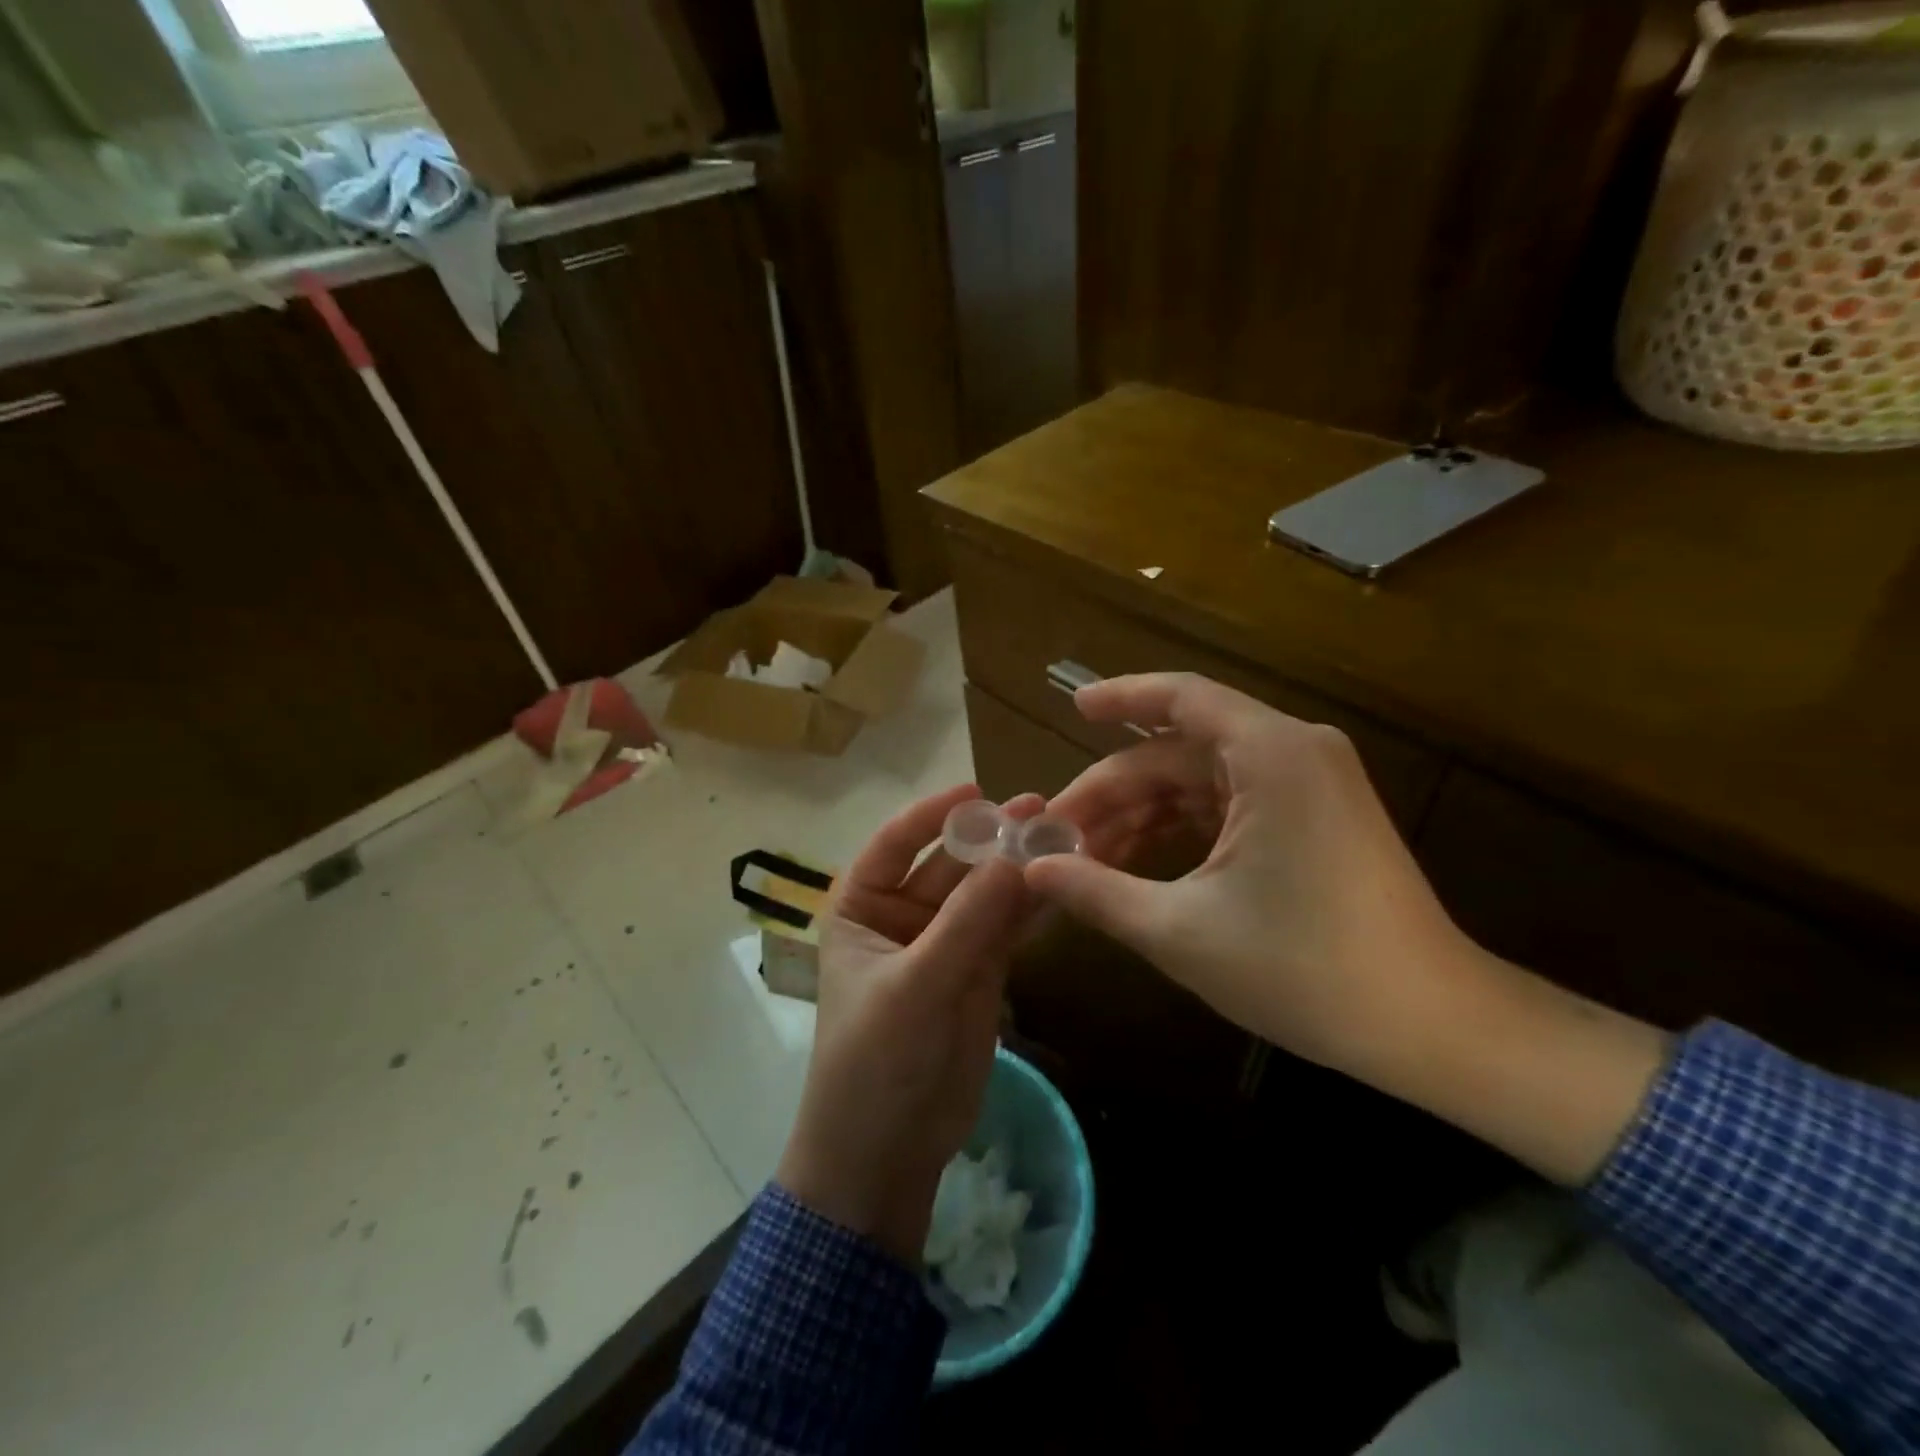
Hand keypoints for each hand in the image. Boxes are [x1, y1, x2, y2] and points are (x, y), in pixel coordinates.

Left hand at [776, 785, 1039, 1262]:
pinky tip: (1064, 884)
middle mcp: (901, 917)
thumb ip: (966, 923)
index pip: (893, 844)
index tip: (978, 789)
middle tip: (1041, 809)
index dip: (932, 813)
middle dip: (990, 839)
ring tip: (1064, 836)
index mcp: (861, 908)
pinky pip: (1005, 929)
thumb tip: (1015, 857)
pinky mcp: (978, 973)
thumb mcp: (916, 987)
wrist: (887, 1153)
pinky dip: (1031, 908)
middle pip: (949, 864)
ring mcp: (943, 944)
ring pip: (983, 894)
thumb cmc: (876, 1062)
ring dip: (1018, 869)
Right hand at [1025, 673, 1473, 1081]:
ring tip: (1086, 858)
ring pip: (1200, 780)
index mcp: (1271, 756)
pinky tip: (1137, 863)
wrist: (1429, 1026)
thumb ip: (1097, 892)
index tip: (1072, 709)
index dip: (1120, 698)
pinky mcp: (1315, 818)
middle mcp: (1294, 752)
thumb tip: (1032, 870)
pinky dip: (1181, 827)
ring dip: (1143, 814)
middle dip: (1115, 791)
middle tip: (1056, 835)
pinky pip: (1229, 803)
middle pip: (1179, 751)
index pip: (1181, 698)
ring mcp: (1309, 785)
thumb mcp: (1180, 931)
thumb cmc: (1303, 970)